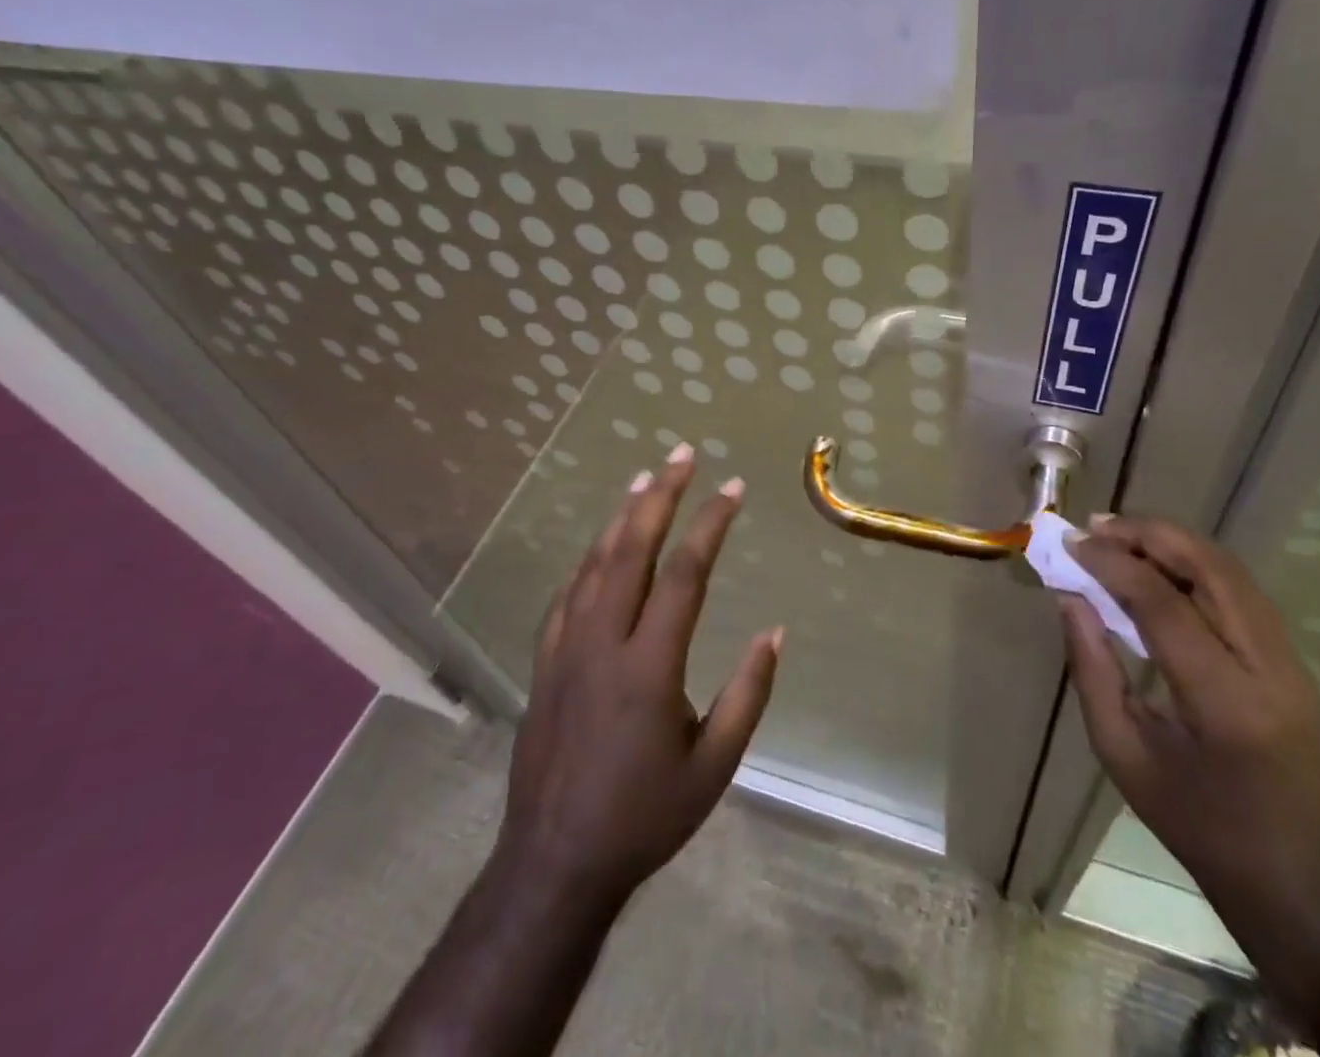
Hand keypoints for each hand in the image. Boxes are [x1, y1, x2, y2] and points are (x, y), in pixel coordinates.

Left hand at [497, 444, 780, 907]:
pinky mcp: (544, 663)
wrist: (553, 864)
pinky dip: (589, 560)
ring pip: (595, 563)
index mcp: (650, 665)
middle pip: (632, 549)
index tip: (733, 488)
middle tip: (682, 455)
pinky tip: (601, 545)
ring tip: (645, 479)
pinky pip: (568, 594)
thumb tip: (775, 634)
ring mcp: (566, 649)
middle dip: (660, 496)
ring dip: (623, 516)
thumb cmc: (644, 816)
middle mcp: (604, 642)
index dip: (710, 523)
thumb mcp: (714, 766)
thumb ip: (748, 695)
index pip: (685, 573)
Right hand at [1058, 515, 1319, 924]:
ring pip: (1233, 571)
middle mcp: (1270, 670)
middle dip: (1151, 535)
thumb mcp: (1122, 753)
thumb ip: (1092, 669)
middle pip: (1213, 569)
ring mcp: (1293, 663)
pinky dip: (1195, 564)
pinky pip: (1242, 591)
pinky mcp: (1296, 660)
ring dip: (1174, 542)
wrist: (1292, 874)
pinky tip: (1158, 565)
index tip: (1072, 544)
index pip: (1165, 606)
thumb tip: (1071, 597)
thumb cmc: (1194, 821)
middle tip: (1098, 526)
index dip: (1114, 564)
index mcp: (1225, 705)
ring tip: (1121, 535)